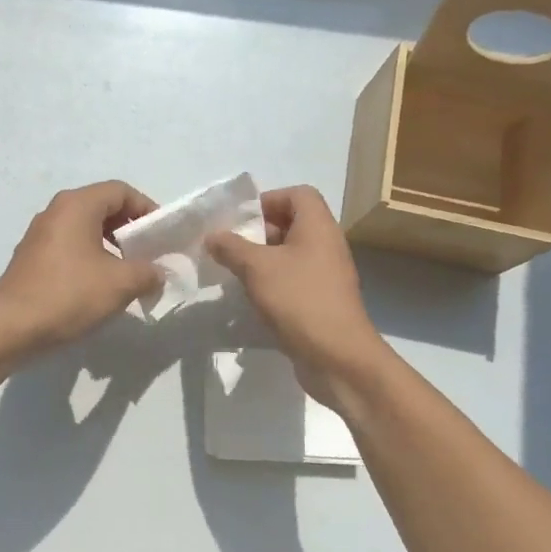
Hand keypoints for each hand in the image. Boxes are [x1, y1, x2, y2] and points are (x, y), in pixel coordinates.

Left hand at [0, 181, 163, 354]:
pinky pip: (69, 246)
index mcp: (77, 205)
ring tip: (127, 273)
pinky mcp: (31, 258)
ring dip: (110, 245)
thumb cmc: (70, 295)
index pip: (121, 191)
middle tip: (148, 253)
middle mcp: (55, 211)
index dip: (147, 208)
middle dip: (129, 228)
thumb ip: (148, 272)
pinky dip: (90, 257)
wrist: (11, 327)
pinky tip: (98, 286)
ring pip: (85, 228)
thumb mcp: (121, 283)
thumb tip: (157, 273)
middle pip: (102, 207)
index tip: (161, 234)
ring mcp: (39, 235)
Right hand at [205, 185, 390, 408]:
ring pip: (291, 255)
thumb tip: (212, 235)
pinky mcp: (321, 302)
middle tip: (230, 247)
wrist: (338, 357)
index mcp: (318, 227)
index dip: (269, 199)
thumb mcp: (257, 268)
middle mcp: (326, 245)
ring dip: (262, 261)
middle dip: (259, 232)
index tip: (242, 220)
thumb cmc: (299, 300)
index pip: (298, 194)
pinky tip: (250, 300)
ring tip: (234, 273)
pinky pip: (293, 281)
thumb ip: (231, 247)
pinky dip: (272, 284)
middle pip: (292, 224)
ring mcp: (326, 275)